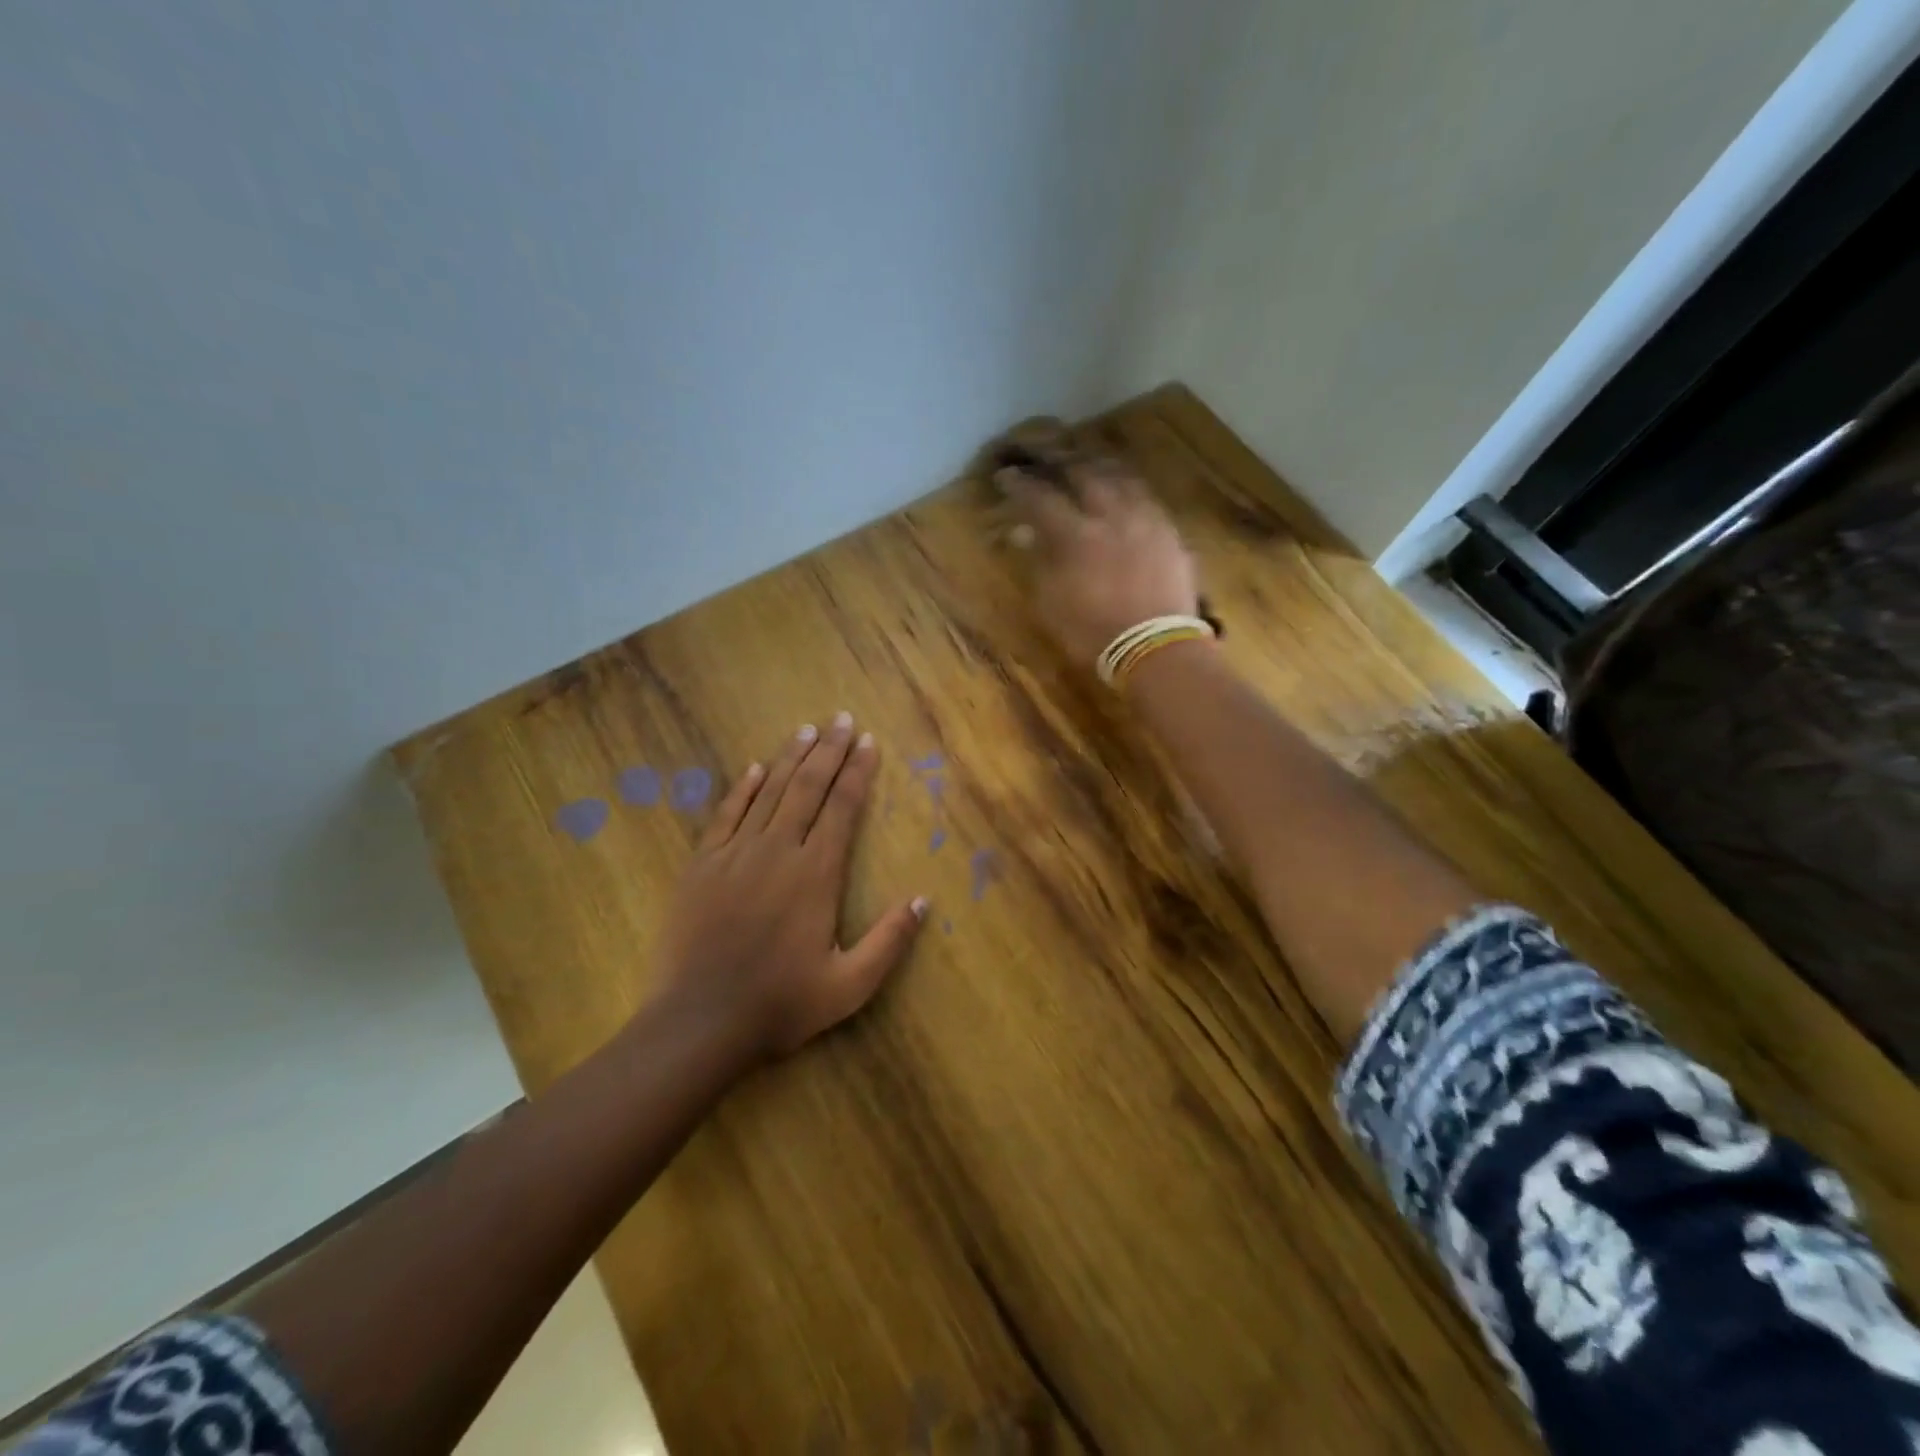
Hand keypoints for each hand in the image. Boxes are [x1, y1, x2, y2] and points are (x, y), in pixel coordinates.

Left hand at [650, 714, 927, 1066]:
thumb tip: (924, 900)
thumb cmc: (780, 1004)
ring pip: (769, 792)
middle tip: (842, 719)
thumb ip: (890, 941)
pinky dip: (744, 787)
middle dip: (829, 751)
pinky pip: (727, 814)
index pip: (842, 808)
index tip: (868, 743)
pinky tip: (756, 767)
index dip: (857, 772)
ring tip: (808, 729)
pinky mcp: (702, 865)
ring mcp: (736, 854)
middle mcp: (779, 850)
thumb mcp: (849, 986)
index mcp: (817, 874)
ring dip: (791, 758)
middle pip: (808, 788)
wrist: (698, 1022)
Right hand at [999, 459, 1200, 666]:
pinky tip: (1124, 494)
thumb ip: (1039, 561)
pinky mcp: (1170, 533)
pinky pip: (1146, 498)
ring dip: (1099, 468)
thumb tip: (1024, 533)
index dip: (1021, 485)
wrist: (1155, 651)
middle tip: (1048, 459)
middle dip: (1062, 462)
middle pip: (1085, 473)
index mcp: (1077, 535)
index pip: (1042, 498)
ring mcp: (1146, 521)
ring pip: (1121, 478)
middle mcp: (1112, 516)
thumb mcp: (1052, 604)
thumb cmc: (1093, 634)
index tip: (1006, 476)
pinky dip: (1128, 490)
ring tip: (1087, 465)